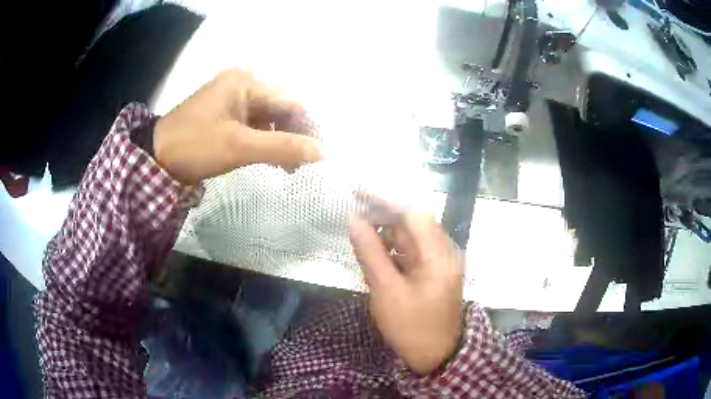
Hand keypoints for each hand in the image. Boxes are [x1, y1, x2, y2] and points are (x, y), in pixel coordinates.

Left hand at [154, 69, 322, 184]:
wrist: (155, 158)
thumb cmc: (195, 146)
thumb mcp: (239, 146)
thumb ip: (282, 148)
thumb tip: (322, 152)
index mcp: (246, 82)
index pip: (290, 102)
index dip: (307, 128)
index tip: (317, 155)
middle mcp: (242, 85)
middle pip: (280, 109)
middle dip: (293, 136)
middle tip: (299, 165)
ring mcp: (232, 100)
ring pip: (268, 119)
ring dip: (279, 142)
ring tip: (287, 167)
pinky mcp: (225, 115)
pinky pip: (253, 125)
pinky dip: (263, 142)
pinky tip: (269, 159)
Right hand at [349, 210, 463, 374]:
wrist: (435, 356)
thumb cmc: (411, 327)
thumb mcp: (386, 292)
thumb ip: (370, 254)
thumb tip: (354, 220)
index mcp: (438, 254)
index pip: (414, 212)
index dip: (386, 197)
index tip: (358, 190)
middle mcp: (443, 251)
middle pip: (412, 221)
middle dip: (382, 213)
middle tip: (353, 208)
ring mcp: (438, 261)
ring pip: (410, 235)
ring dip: (385, 230)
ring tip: (358, 227)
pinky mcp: (431, 271)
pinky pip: (410, 250)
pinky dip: (391, 247)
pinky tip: (372, 249)